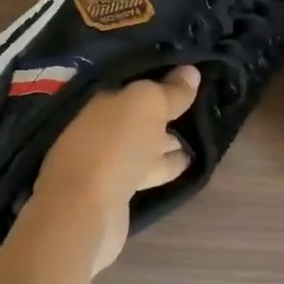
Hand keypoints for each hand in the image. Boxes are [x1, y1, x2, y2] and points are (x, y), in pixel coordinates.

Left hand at [25, 65, 201, 271]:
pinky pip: (143, 169)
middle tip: (199, 107)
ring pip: (141, 143)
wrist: (84, 211)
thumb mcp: (146, 106)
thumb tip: (191, 71)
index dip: (159, 78)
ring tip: (199, 137)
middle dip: (163, 111)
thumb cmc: (113, 146)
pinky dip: (162, 164)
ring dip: (165, 141)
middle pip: (136, 114)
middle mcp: (97, 124)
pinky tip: (185, 163)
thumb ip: (169, 90)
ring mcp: (103, 159)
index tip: (188, 76)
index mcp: (98, 97)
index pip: (133, 82)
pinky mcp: (113, 189)